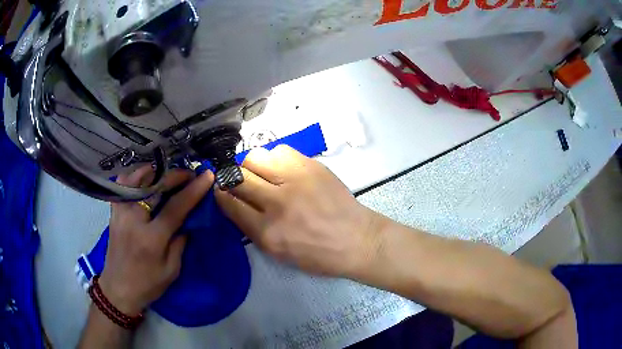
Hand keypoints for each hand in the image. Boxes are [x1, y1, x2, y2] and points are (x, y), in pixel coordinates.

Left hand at [99, 167, 213, 314]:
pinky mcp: (113, 212)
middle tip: (190, 174)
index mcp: (152, 238)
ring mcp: (120, 213)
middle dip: (176, 176)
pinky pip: (123, 185)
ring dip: (155, 173)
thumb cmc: (148, 284)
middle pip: (156, 186)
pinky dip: (135, 177)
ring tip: (167, 175)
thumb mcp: (172, 270)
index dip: (193, 190)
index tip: (208, 175)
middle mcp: (133, 220)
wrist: (118, 289)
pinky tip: (145, 180)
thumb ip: (180, 242)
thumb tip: (188, 219)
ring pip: (137, 179)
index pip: (175, 207)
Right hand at [215, 145, 382, 276]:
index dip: (220, 194)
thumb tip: (235, 203)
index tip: (220, 190)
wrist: (357, 240)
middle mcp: (277, 203)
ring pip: (255, 157)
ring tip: (261, 174)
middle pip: (237, 177)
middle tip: (239, 181)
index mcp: (267, 232)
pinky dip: (274, 158)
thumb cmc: (319, 255)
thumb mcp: (279, 254)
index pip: (229, 203)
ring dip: (252, 165)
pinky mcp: (311, 166)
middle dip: (231, 177)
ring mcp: (295, 180)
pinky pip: (280, 150)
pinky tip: (282, 169)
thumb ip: (253, 228)